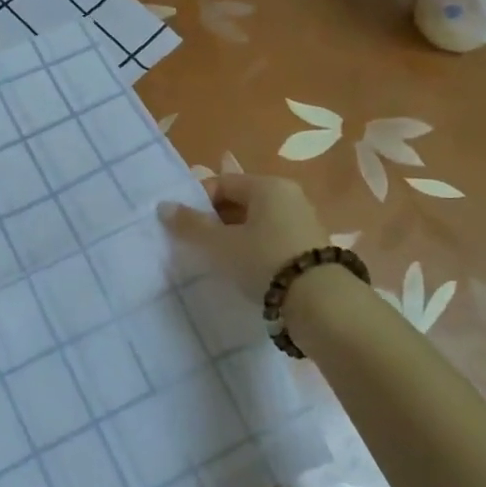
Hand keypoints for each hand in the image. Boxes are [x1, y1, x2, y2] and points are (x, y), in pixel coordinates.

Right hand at [160, 173, 327, 296]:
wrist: (321, 303)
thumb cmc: (264, 261)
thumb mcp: (220, 244)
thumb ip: (190, 225)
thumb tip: (164, 206)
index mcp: (268, 186)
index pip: (222, 183)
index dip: (198, 201)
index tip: (183, 226)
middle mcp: (289, 196)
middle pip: (240, 201)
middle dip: (215, 220)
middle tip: (197, 244)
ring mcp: (303, 222)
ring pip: (256, 223)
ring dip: (234, 237)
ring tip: (218, 261)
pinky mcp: (310, 249)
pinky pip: (271, 240)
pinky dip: (254, 250)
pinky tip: (244, 271)